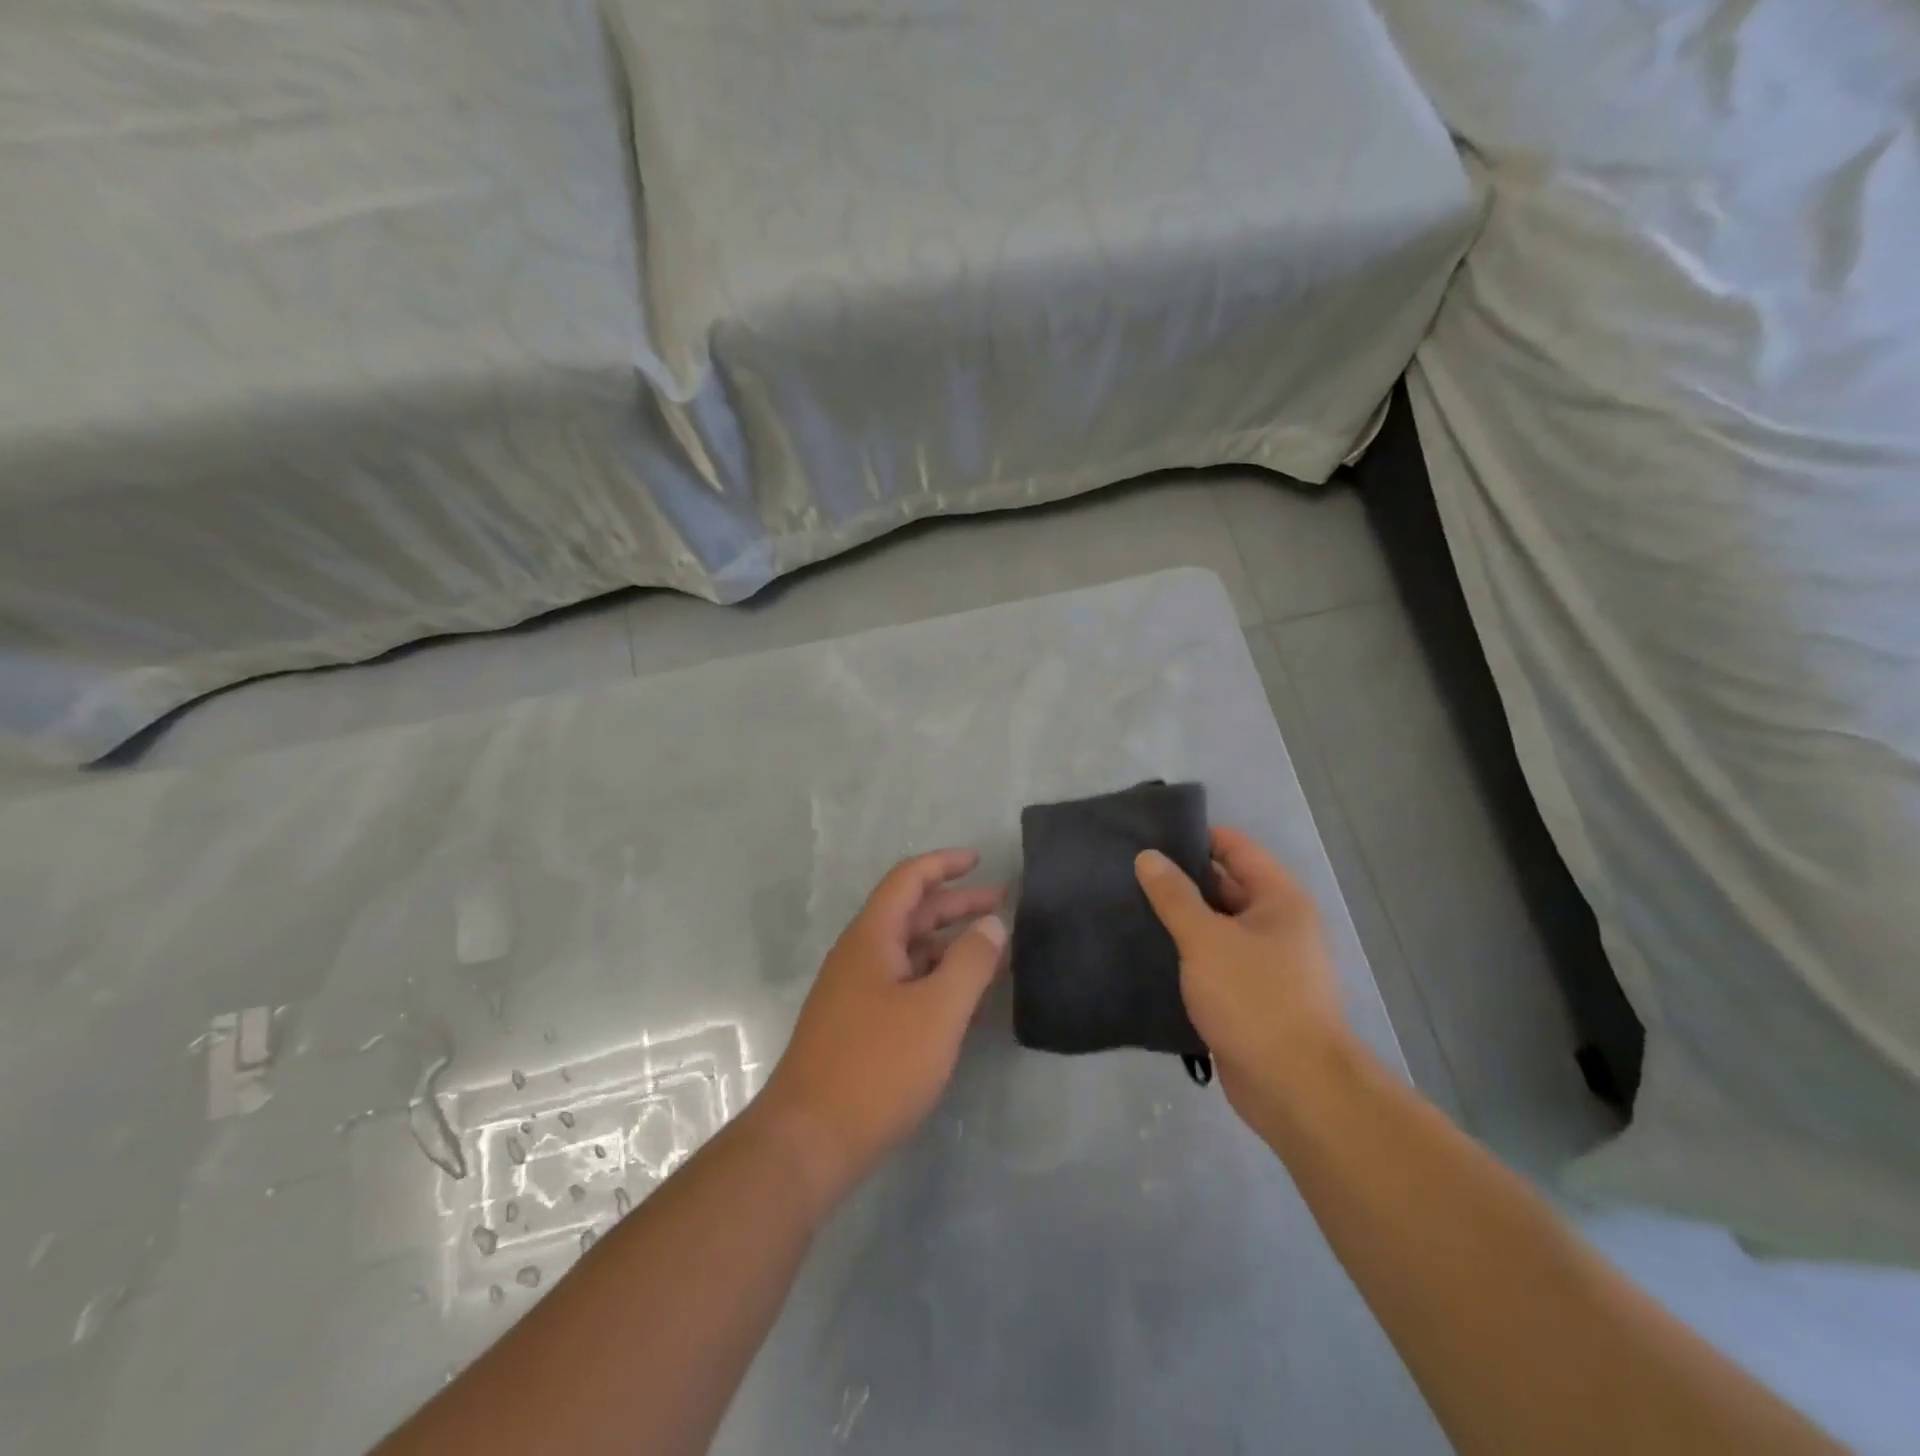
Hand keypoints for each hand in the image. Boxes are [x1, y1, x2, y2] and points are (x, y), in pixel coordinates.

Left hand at [757, 849, 1005, 1207]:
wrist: (809, 1141)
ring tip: (991, 952)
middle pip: (910, 914)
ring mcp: (854, 993)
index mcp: (871, 938)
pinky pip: (902, 983)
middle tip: (1001, 906)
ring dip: (947, 944)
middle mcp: (859, 956)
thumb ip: (970, 962)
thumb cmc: (877, 1066)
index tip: (980, 861)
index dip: (944, 864)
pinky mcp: (857, 1026)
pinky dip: (934, 978)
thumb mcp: (937, 1011)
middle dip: (955, 905)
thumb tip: (992, 923)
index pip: (908, 880)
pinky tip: (960, 997)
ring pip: (907, 952)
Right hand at [1135, 827, 1352, 1125]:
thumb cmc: (1254, 998)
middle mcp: (1277, 925)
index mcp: (1279, 900)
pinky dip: (1185, 955)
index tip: (1149, 835)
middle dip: (1181, 879)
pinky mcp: (1249, 997)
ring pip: (1215, 927)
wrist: (1293, 1088)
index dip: (1196, 837)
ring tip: (1127, 906)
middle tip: (1127, 871)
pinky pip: (1213, 962)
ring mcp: (1265, 964)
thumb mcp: (1206, 939)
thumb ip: (1174, 896)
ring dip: (1180, 919)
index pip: (1236, 848)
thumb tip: (1148, 857)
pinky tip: (1146, 951)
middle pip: (1225, 886)